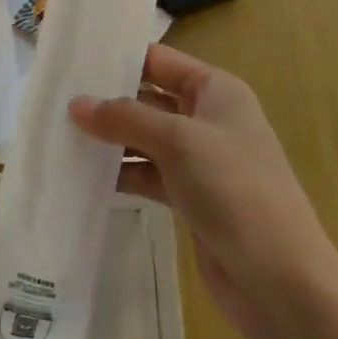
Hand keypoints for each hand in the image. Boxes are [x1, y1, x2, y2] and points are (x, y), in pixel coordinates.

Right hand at [69, 45, 337, 338]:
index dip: (120, 57)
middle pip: (149, 99)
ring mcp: (201, 160)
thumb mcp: (178, 141)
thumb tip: (76, 105)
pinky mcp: (192, 198)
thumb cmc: (234, 190)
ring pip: (146, 139)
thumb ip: (125, 119)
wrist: (281, 281)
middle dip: (109, 101)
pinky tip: (86, 177)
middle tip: (56, 98)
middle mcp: (209, 118)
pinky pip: (149, 174)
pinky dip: (123, 173)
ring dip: (111, 140)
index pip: (160, 60)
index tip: (74, 58)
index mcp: (216, 90)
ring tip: (61, 136)